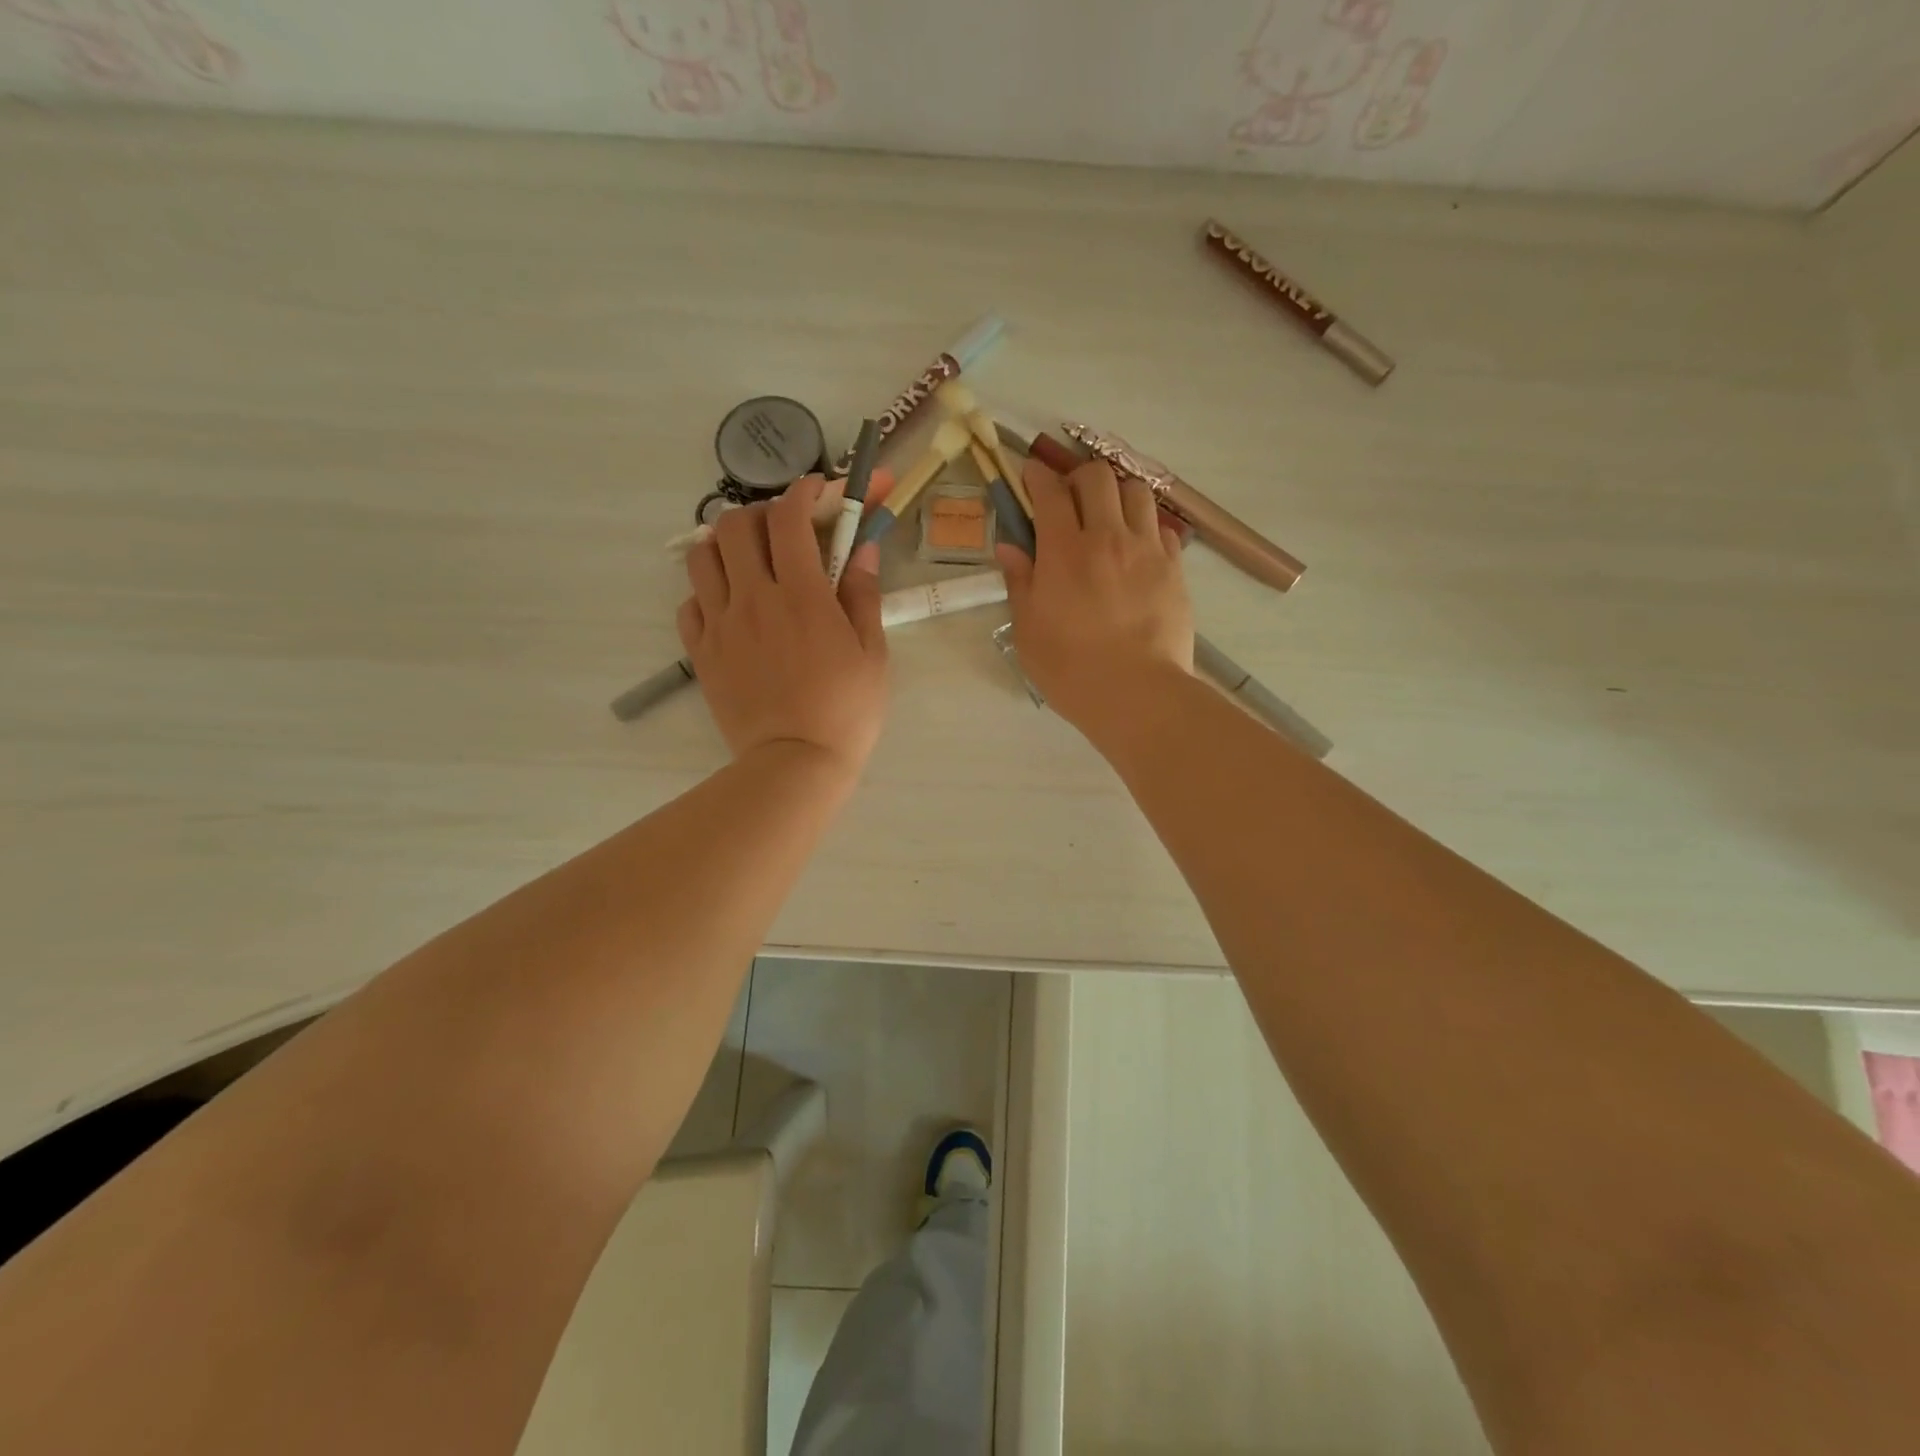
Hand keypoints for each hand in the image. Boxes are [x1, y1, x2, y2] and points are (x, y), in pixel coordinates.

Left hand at [678, 476, 887, 774]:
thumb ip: (863, 595)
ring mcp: (720, 624)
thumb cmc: (846, 711)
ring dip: (726, 547)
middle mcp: (753, 598)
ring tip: (748, 564)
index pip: (789, 518)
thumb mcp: (872, 653)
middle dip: (762, 515)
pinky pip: (689, 603)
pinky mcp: (701, 653)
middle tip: (783, 532)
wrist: (794, 764)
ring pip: (702, 557)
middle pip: (737, 525)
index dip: (803, 492)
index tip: (817, 490)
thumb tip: (862, 549)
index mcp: (801, 594)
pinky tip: (730, 608)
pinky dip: (707, 593)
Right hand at [994, 456, 1193, 738]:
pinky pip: (1163, 527)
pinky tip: (1137, 549)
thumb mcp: (1028, 630)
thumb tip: (1009, 547)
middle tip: (1069, 499)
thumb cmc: (1070, 668)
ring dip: (1117, 494)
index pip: (1050, 491)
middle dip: (1078, 477)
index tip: (1030, 476)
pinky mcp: (1174, 568)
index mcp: (1064, 550)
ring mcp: (1146, 550)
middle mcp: (1107, 537)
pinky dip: (1146, 526)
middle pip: (1097, 477)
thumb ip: (1020, 582)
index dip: (1037, 475)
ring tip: (1108, 517)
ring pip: (1137, 491)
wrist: (1136, 693)